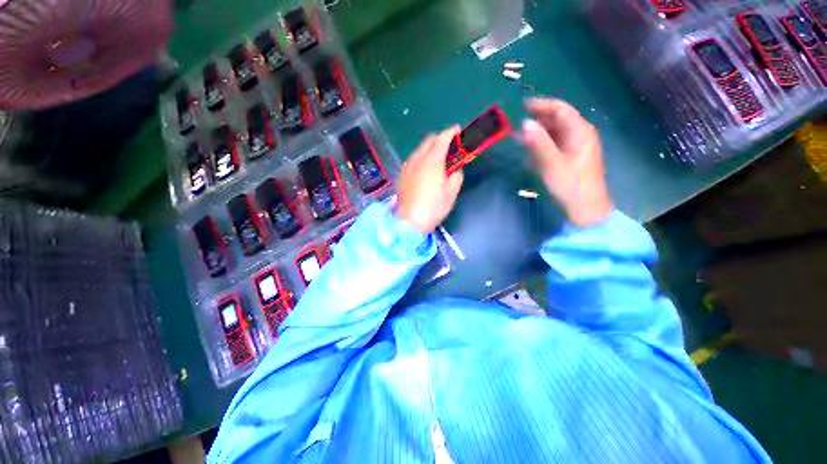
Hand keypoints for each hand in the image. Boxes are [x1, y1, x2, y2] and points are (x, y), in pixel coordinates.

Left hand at [396, 127, 463, 232]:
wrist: (410, 221)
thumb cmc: (434, 207)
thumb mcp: (452, 192)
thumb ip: (456, 175)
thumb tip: (454, 169)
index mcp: (432, 161)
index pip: (442, 138)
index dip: (451, 132)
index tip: (458, 132)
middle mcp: (417, 159)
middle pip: (428, 140)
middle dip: (440, 139)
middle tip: (449, 148)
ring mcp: (407, 166)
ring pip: (419, 149)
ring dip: (429, 149)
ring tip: (437, 160)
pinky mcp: (402, 175)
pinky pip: (413, 159)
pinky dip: (421, 158)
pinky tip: (424, 170)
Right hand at [521, 98, 612, 226]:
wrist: (585, 209)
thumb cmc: (570, 186)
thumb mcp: (552, 165)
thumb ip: (538, 143)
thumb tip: (524, 123)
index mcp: (580, 132)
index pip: (561, 109)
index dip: (542, 105)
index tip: (522, 105)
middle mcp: (581, 135)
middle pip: (558, 120)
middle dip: (538, 120)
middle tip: (517, 126)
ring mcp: (577, 147)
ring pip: (556, 133)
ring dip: (538, 133)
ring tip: (520, 139)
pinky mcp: (573, 158)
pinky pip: (556, 145)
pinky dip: (543, 145)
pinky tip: (532, 153)